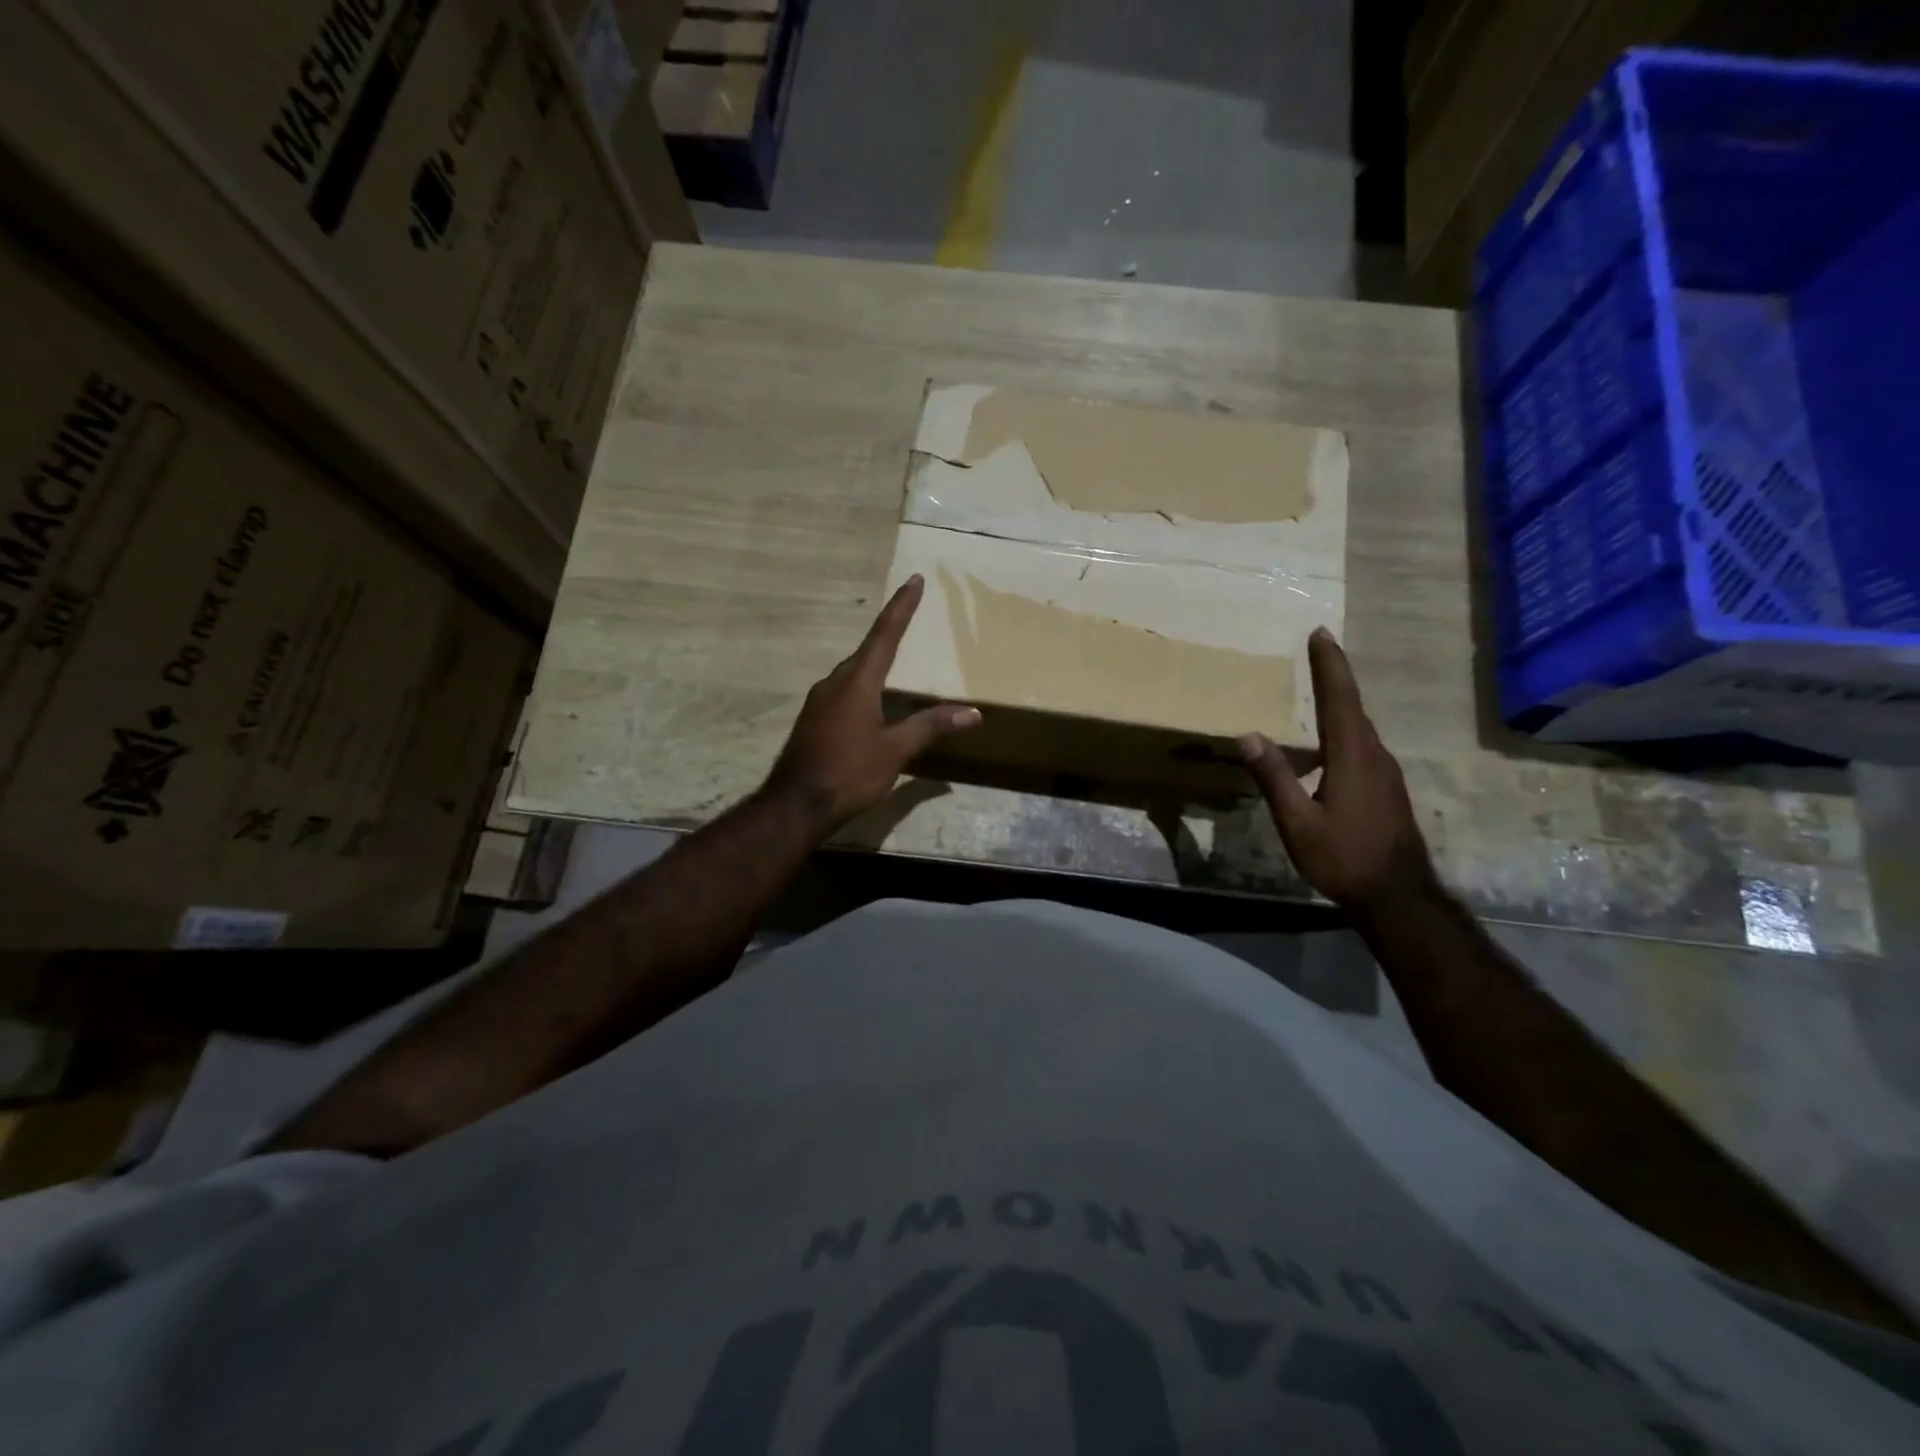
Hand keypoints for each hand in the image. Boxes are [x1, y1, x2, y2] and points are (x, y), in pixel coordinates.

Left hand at [764, 576, 981, 832]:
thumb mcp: (895, 750)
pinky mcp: (814, 720)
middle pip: (867, 651)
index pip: (884, 635)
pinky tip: (874, 702)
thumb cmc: (848, 772)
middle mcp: (835, 683)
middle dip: (890, 633)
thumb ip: (931, 726)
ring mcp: (820, 701)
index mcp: (857, 682)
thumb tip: (973, 712)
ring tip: (898, 661)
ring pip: (853, 672)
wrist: (796, 804)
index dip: (901, 607)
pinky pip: (844, 691)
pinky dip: (864, 686)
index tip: (913, 580)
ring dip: (875, 662)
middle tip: (911, 616)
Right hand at [1239, 629, 1437, 917]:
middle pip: (1353, 706)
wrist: (1397, 896)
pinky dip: (1345, 727)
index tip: (1320, 633)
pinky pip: (1362, 745)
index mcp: (1352, 757)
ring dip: (1341, 701)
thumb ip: (1274, 777)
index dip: (1329, 665)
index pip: (1339, 699)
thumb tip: (1248, 736)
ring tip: (1322, 687)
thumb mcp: (1297, 822)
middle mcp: (1373, 756)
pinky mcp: (1387, 788)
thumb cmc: (1343, 857)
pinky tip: (1330, 743)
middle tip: (1318, 649)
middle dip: (1335, 675)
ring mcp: (1385, 773)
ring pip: (1359, 726)